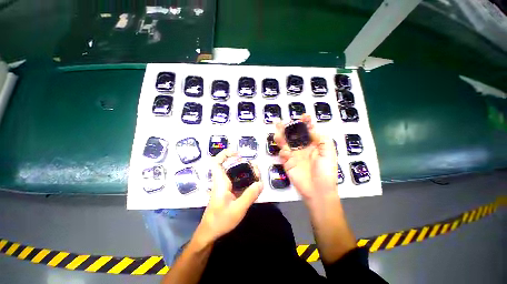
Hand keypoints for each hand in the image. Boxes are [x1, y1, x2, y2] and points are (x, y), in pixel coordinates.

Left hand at [194, 149, 262, 244]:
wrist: (210, 233)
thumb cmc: (220, 220)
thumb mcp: (238, 209)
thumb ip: (250, 195)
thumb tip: (261, 183)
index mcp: (221, 182)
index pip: (217, 162)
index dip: (226, 154)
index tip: (238, 154)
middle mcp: (222, 181)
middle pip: (231, 165)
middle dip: (244, 163)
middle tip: (255, 169)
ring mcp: (226, 186)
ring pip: (235, 173)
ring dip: (246, 171)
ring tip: (257, 175)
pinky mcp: (229, 192)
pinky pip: (238, 181)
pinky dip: (246, 179)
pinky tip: (254, 184)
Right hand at [274, 114, 337, 203]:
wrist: (318, 190)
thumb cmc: (326, 171)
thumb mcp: (329, 153)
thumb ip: (322, 139)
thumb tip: (312, 128)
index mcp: (314, 145)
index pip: (309, 131)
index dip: (306, 123)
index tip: (304, 116)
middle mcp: (303, 148)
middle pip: (294, 135)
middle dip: (289, 127)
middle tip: (282, 121)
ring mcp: (294, 155)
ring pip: (286, 142)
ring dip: (281, 136)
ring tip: (277, 129)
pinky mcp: (287, 163)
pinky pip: (283, 154)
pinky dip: (283, 151)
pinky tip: (285, 152)